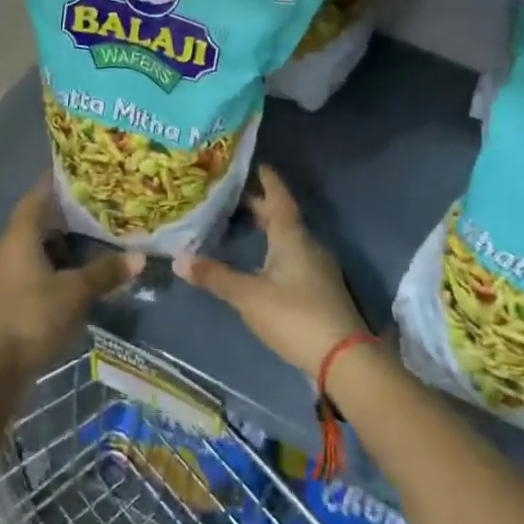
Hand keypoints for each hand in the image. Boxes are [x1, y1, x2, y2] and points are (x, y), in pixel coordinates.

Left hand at [0, 180, 135, 377]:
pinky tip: (71, 273)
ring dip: (58, 241)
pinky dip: (50, 263)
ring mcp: (2, 272)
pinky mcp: (4, 294)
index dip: (56, 181)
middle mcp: (6, 247)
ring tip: (89, 238)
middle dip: (64, 214)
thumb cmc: (33, 317)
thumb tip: (140, 257)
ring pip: (33, 245)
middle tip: (95, 207)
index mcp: (19, 236)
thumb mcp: (75, 293)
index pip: (37, 195)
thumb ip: (106, 272)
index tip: (79, 172)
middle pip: (36, 220)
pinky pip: (29, 266)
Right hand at [175, 166, 367, 381]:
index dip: (267, 180)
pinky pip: (294, 259)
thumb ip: (215, 277)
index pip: (279, 198)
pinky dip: (274, 252)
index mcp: (292, 237)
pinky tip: (261, 263)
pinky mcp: (320, 291)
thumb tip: (178, 258)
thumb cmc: (295, 316)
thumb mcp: (248, 296)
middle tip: (232, 197)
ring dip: (267, 230)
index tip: (256, 163)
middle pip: (282, 218)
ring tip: (242, 227)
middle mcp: (308, 246)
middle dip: (260, 207)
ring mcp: (318, 269)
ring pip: (288, 239)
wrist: (344, 359)